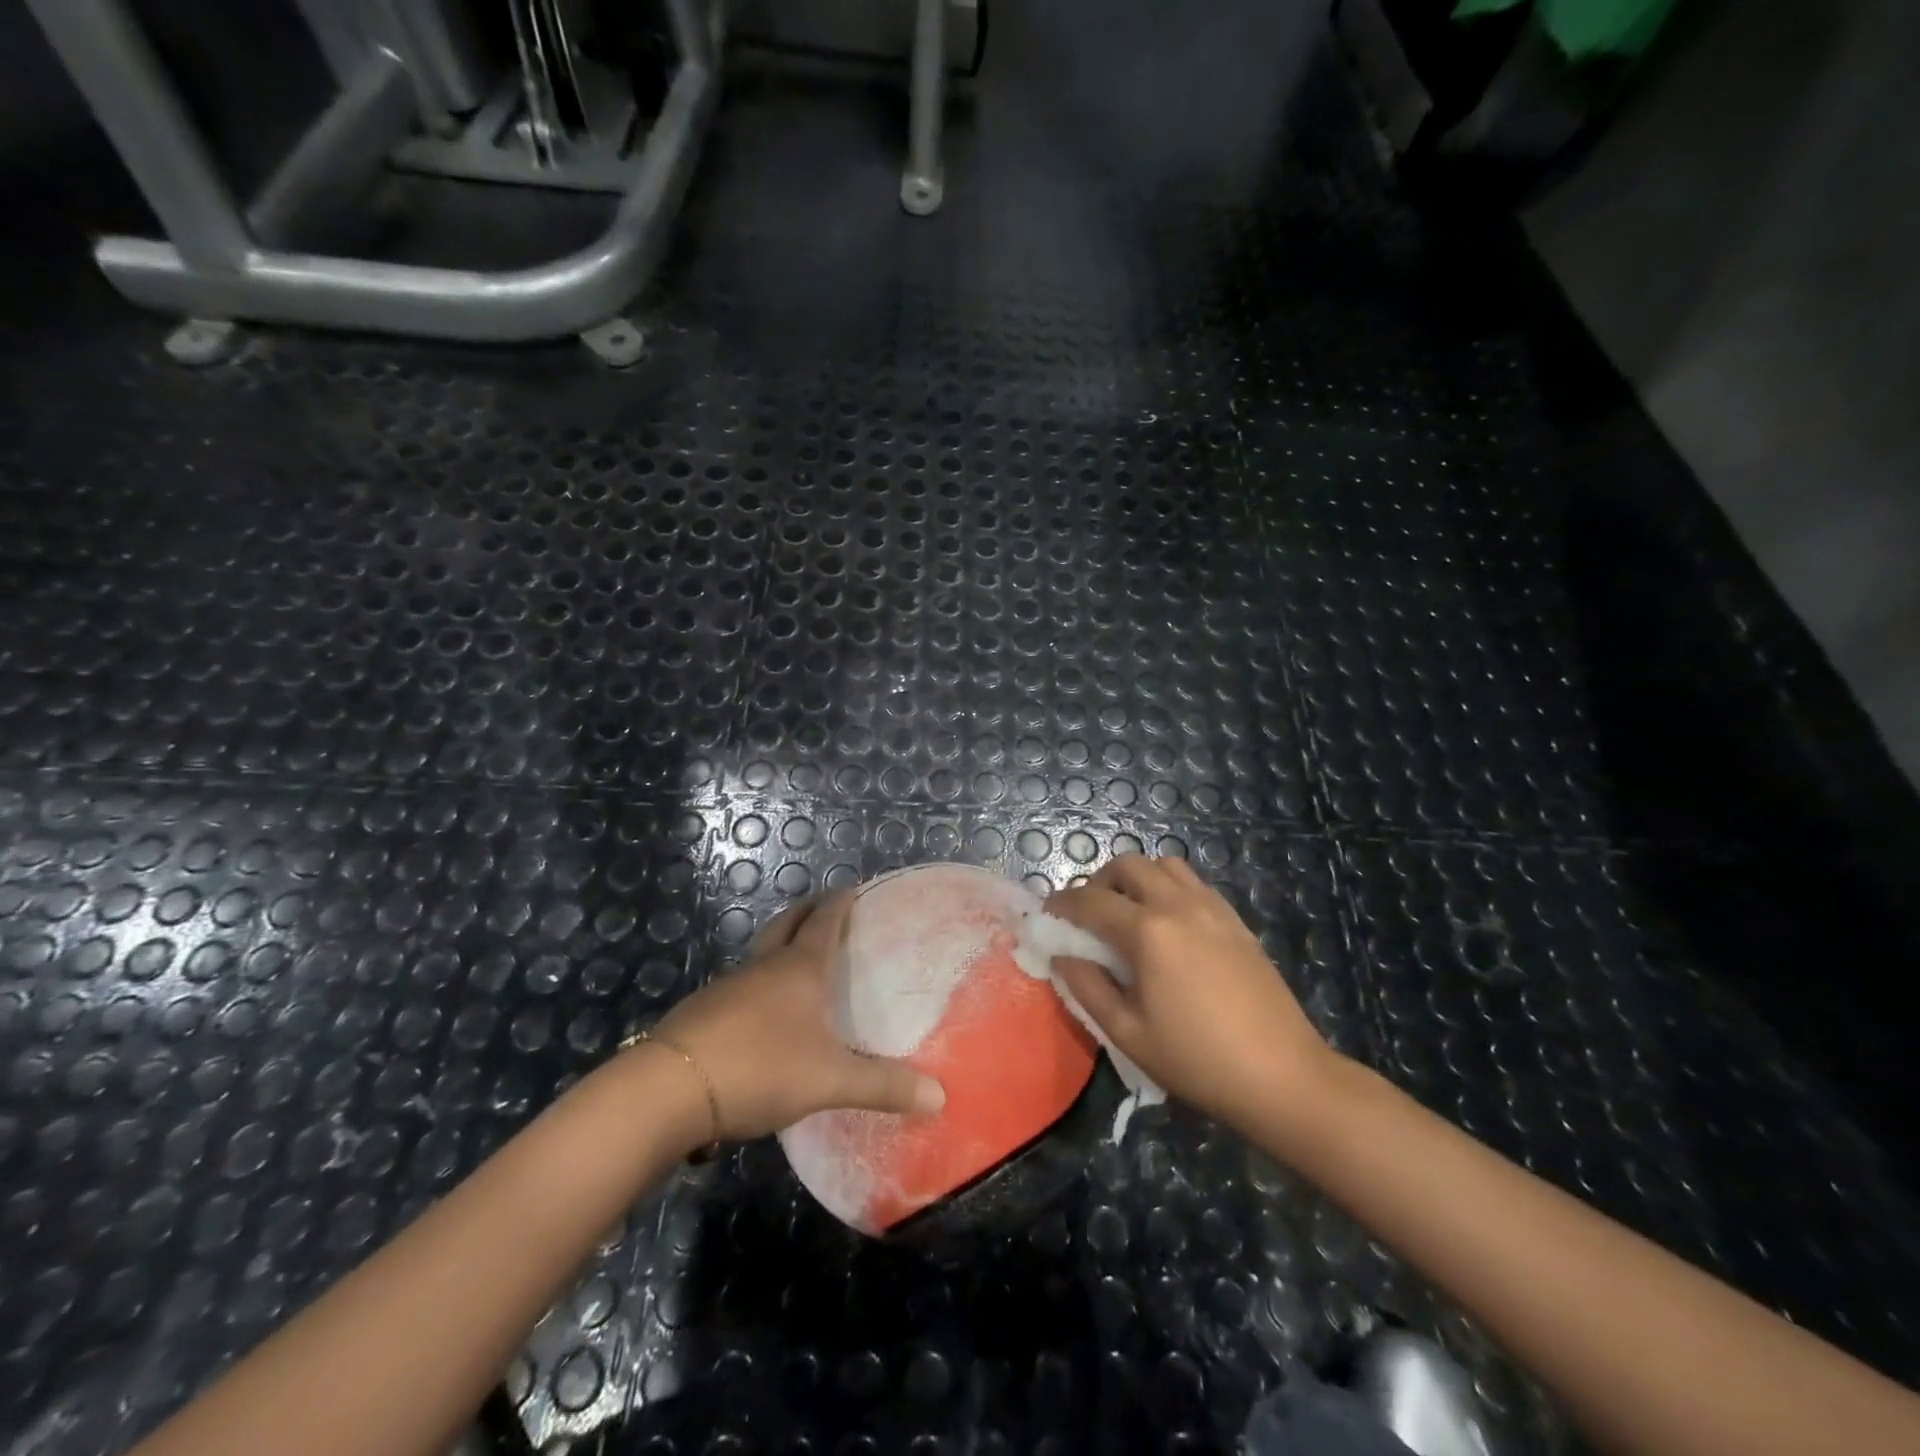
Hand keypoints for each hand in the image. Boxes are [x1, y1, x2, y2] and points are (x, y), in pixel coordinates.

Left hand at [649, 891, 945, 1141]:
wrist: (669, 1089)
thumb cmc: (761, 1067)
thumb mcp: (830, 1081)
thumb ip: (883, 1087)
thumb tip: (941, 1096)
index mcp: (799, 968)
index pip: (824, 921)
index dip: (840, 902)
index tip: (853, 887)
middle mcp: (764, 967)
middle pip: (786, 924)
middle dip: (807, 911)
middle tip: (825, 907)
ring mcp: (728, 987)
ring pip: (760, 955)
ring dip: (780, 945)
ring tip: (798, 960)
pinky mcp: (703, 1013)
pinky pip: (741, 986)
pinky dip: (759, 983)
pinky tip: (763, 1013)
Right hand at [1045, 854, 1335, 1133]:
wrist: (1283, 1076)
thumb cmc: (1197, 1061)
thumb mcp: (1128, 1033)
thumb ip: (1088, 987)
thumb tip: (1062, 956)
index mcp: (1148, 931)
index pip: (1090, 900)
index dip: (1062, 904)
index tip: (1047, 915)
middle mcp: (1178, 905)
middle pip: (1128, 866)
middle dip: (1098, 881)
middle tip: (1088, 914)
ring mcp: (1212, 908)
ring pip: (1164, 865)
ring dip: (1137, 878)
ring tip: (1128, 912)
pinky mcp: (1235, 920)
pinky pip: (1193, 883)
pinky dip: (1169, 887)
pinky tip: (1168, 924)